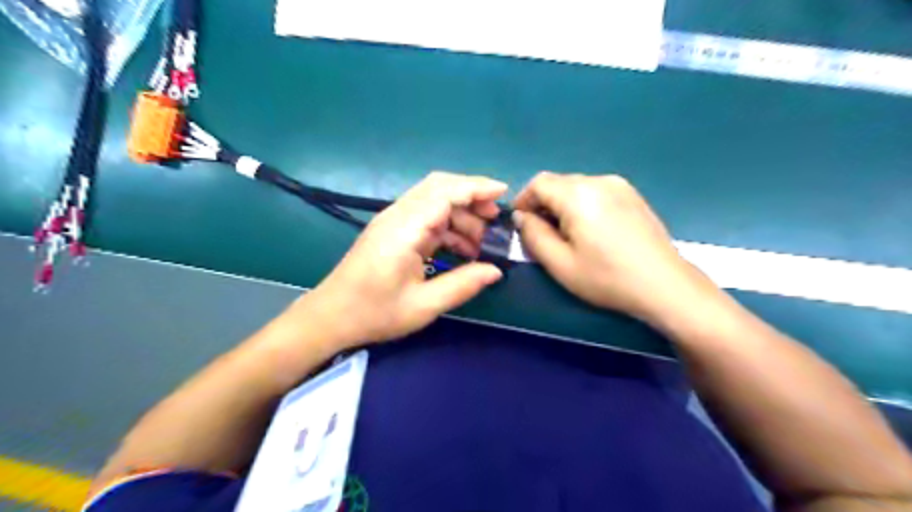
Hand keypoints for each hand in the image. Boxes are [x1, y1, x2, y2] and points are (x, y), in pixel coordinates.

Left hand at [288, 170, 506, 346]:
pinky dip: (447, 225)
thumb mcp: (423, 306)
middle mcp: (398, 216)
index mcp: (405, 230)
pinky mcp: (392, 230)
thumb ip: (462, 285)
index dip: (476, 188)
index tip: (503, 193)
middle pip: (439, 187)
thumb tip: (495, 270)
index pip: (445, 193)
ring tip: (481, 243)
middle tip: (494, 220)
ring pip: (434, 200)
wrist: (330, 316)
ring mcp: (393, 221)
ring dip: (461, 214)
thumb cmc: (374, 313)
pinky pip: (425, 216)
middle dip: (471, 196)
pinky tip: (461, 248)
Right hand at [513, 172, 712, 323]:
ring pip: (577, 187)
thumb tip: (521, 216)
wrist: (664, 285)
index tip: (520, 223)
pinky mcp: (633, 195)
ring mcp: (620, 186)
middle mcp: (599, 180)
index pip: (539, 183)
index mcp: (579, 195)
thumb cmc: (607, 278)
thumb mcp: (559, 263)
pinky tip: (591, 231)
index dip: (523, 200)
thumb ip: (533, 235)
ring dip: (563, 205)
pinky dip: (583, 205)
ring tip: (567, 235)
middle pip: (558, 183)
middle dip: (543, 204)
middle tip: (542, 234)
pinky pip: (597, 192)